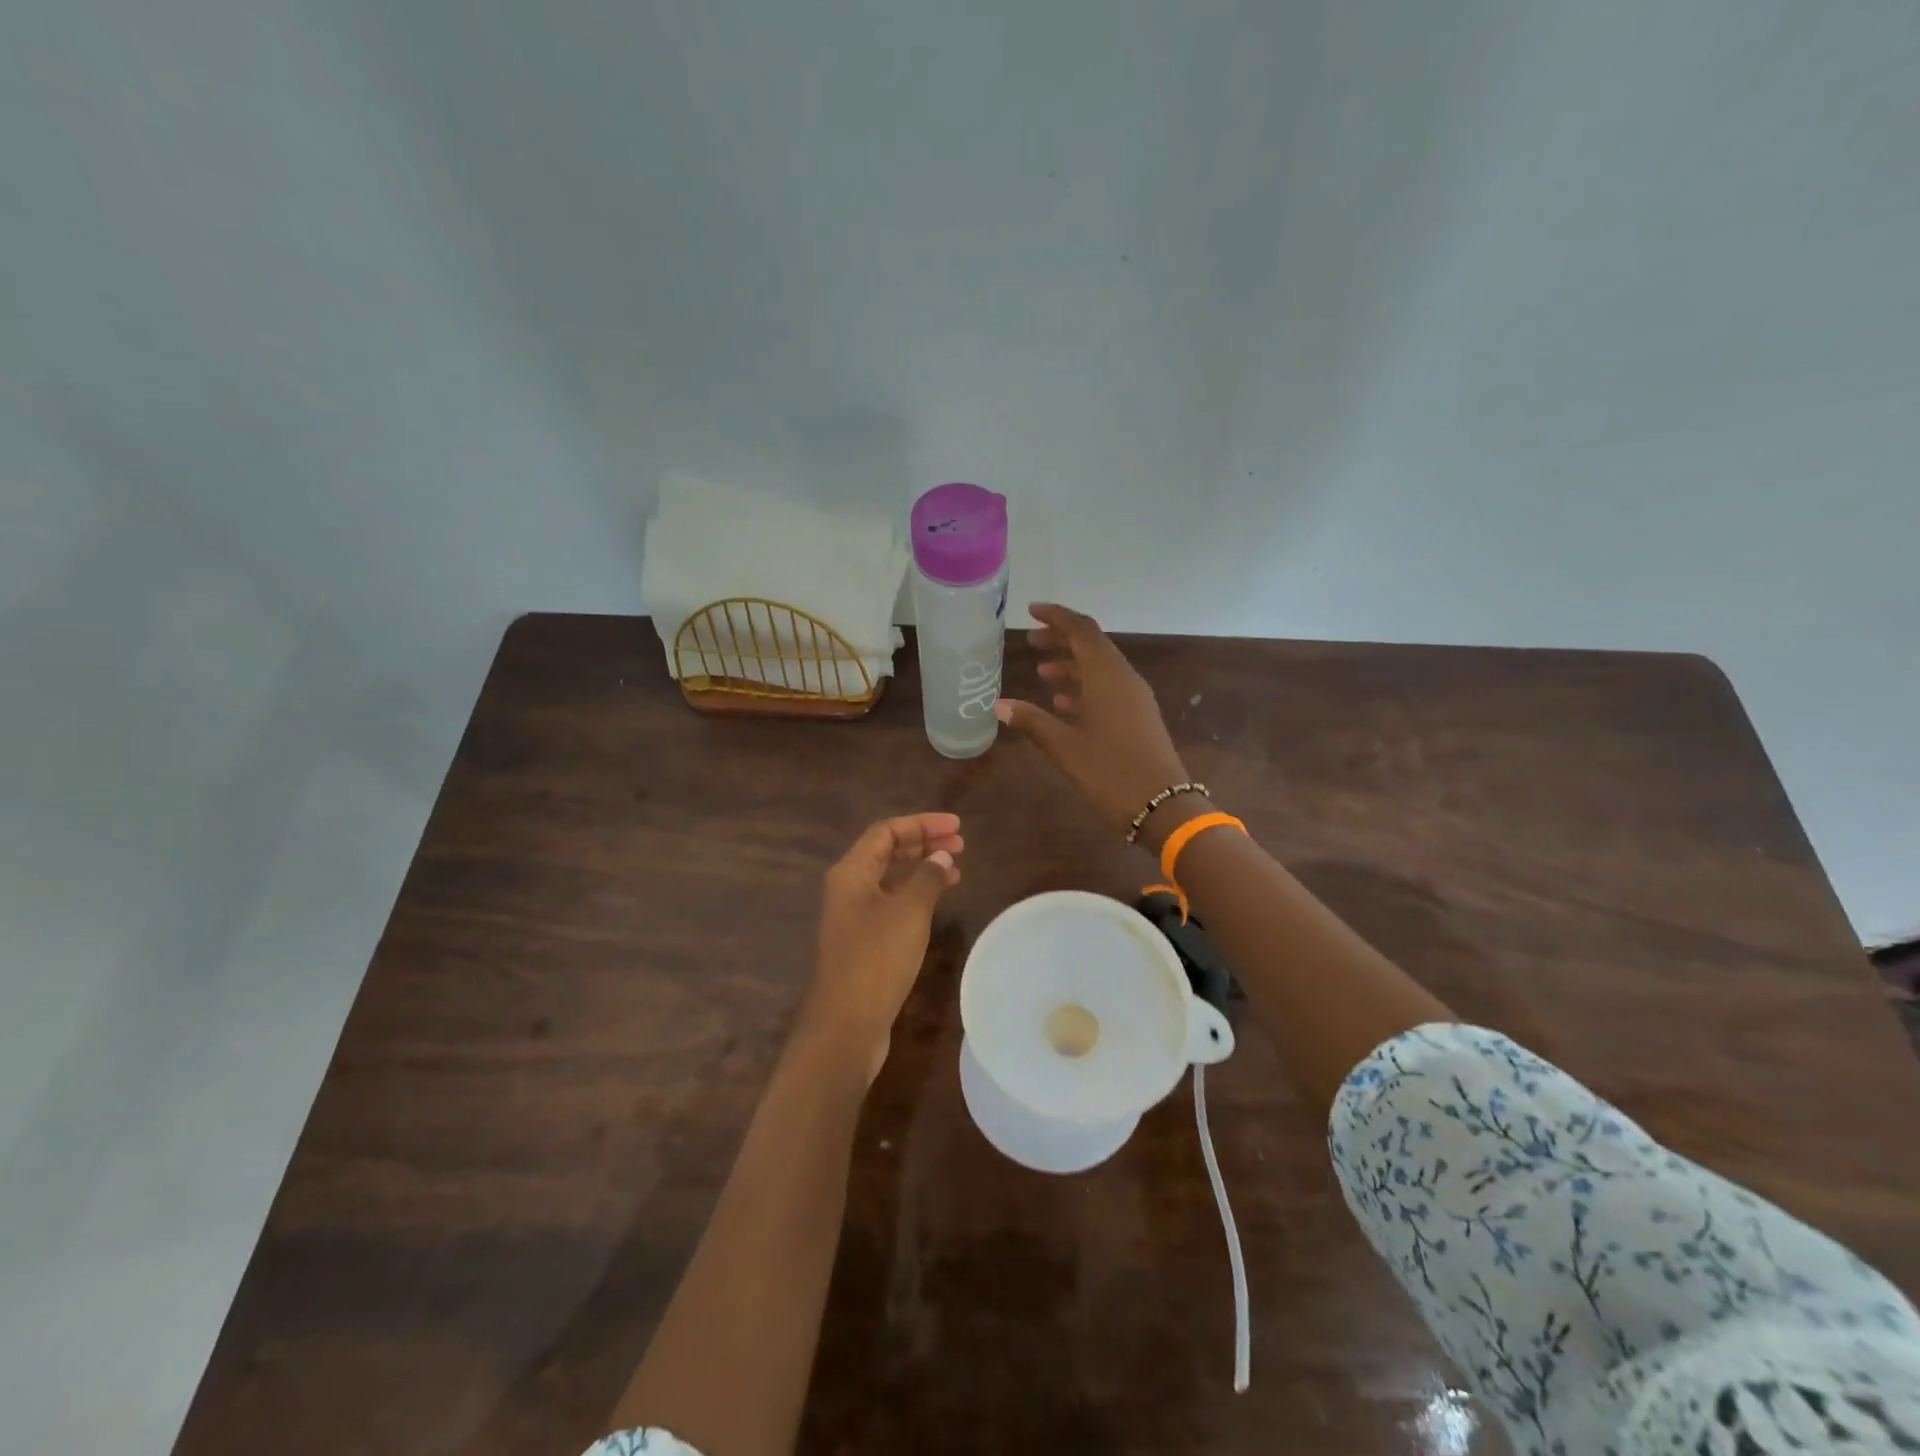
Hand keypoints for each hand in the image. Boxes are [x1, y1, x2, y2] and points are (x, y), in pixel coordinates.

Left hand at [804, 813, 963, 1082]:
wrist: (847, 1023)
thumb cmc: (877, 958)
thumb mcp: (909, 912)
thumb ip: (927, 878)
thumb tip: (940, 857)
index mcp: (851, 872)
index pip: (887, 831)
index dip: (922, 824)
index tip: (957, 826)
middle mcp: (849, 888)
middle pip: (887, 852)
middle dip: (923, 843)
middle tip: (960, 845)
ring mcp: (855, 915)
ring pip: (891, 878)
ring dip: (922, 869)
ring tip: (956, 868)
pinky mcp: (864, 940)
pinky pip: (893, 902)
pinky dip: (917, 894)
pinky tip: (939, 899)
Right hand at [993, 603, 1190, 841]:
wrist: (1163, 807)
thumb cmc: (1111, 773)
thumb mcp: (1065, 748)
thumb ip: (1032, 722)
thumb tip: (999, 705)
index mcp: (1107, 676)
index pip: (1082, 630)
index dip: (1057, 617)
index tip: (1031, 611)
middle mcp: (1123, 679)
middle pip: (1092, 646)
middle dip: (1061, 640)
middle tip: (1030, 642)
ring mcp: (1134, 698)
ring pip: (1100, 668)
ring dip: (1071, 665)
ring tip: (1041, 672)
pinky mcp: (1138, 717)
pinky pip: (1108, 689)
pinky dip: (1084, 687)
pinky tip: (1062, 703)